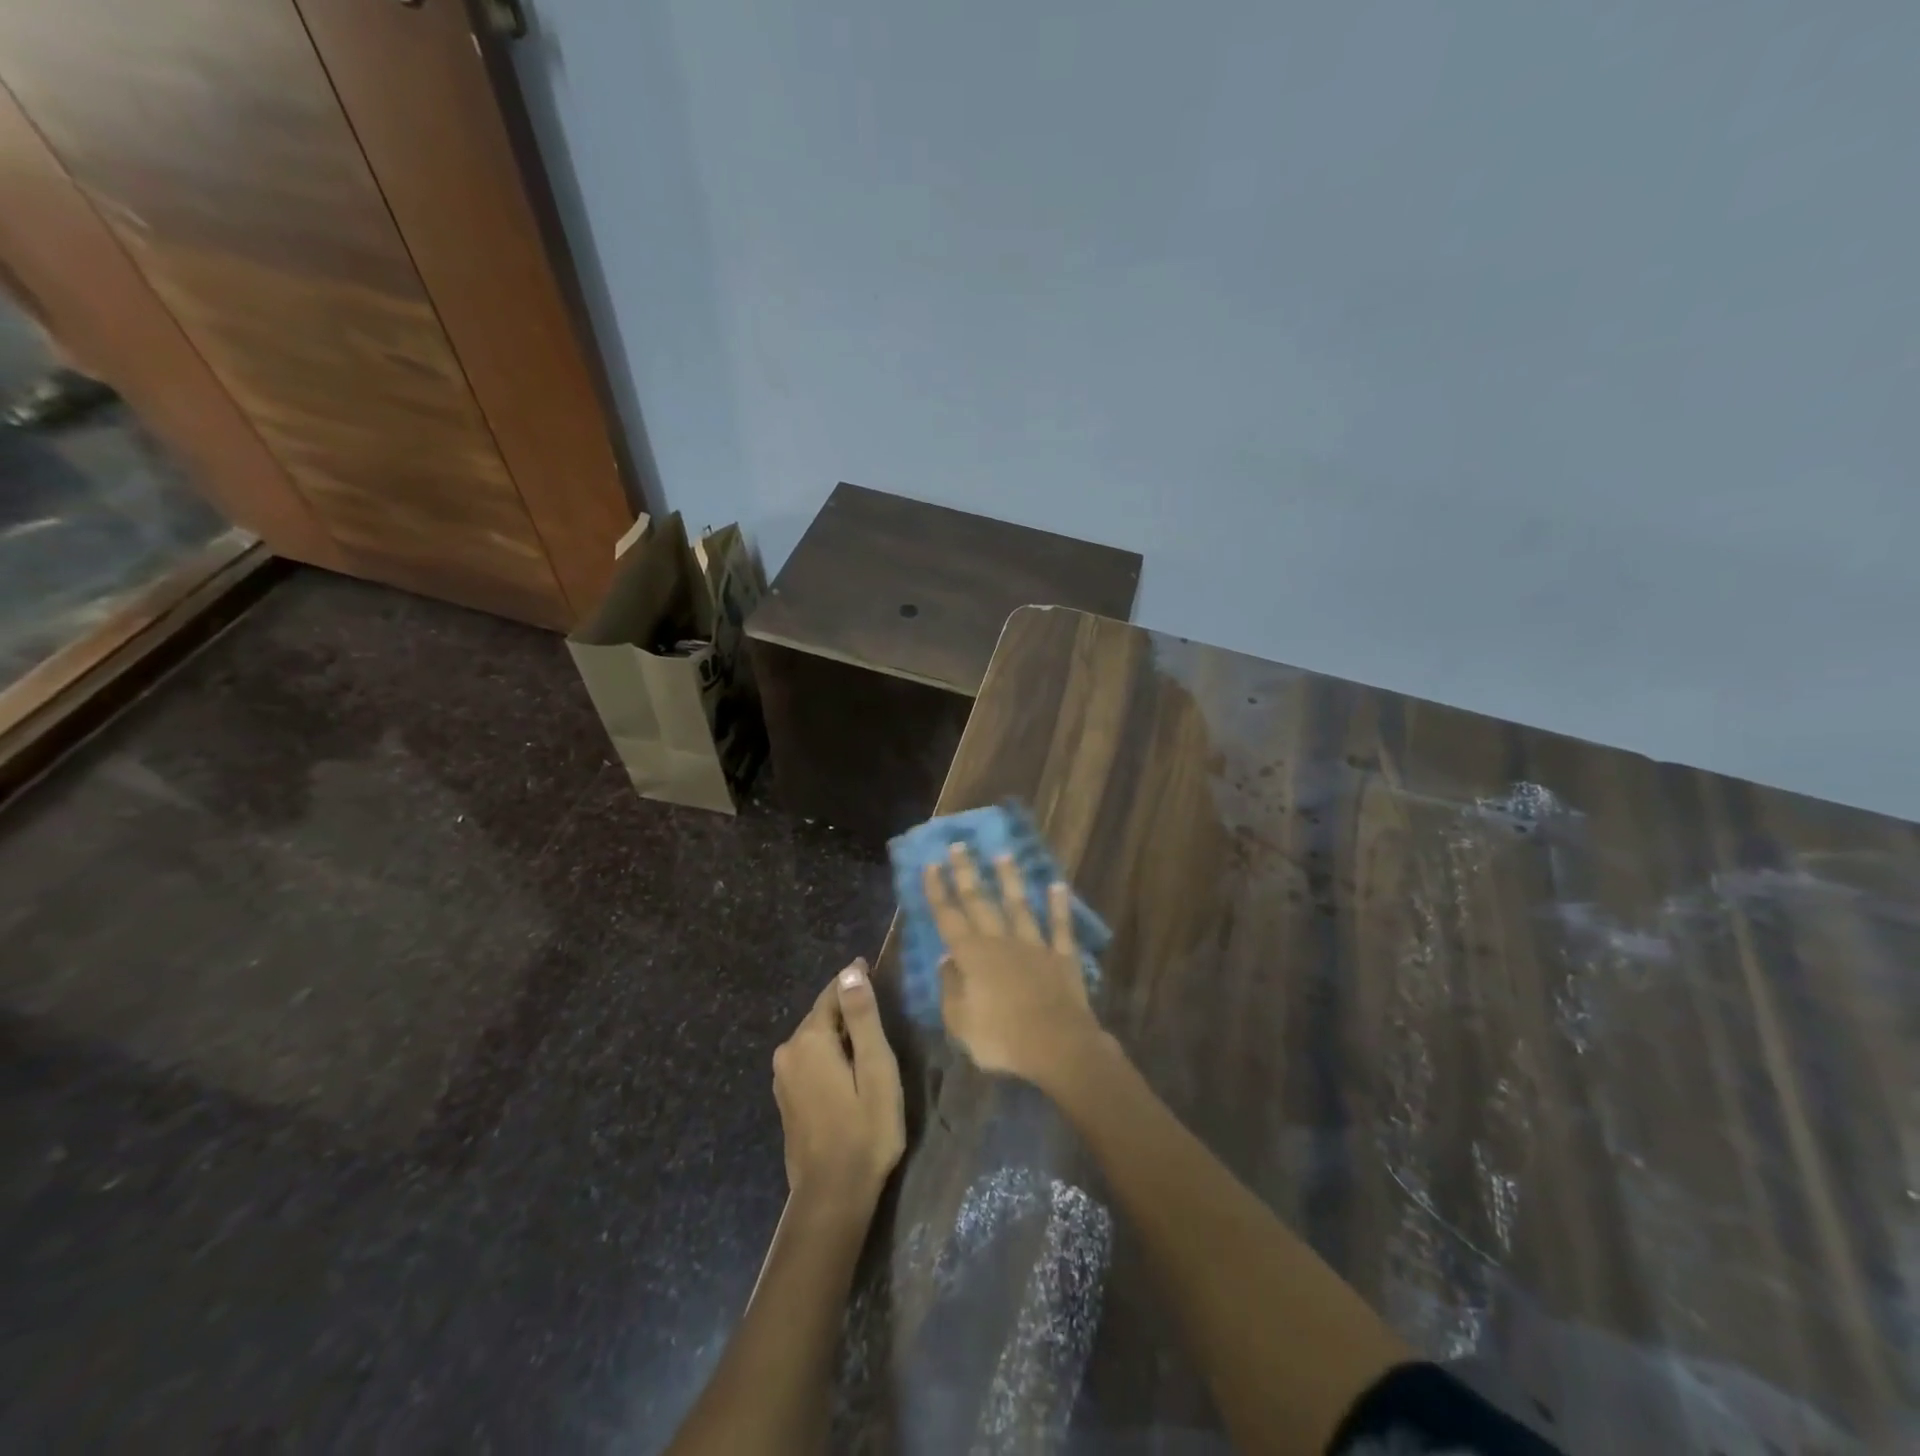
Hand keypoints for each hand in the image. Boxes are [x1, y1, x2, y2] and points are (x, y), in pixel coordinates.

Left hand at [771, 960, 905, 1215]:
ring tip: (867, 1037)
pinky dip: (829, 1055)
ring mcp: (783, 1077)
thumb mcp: (875, 1068)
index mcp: (809, 1040)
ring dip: (839, 1033)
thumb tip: (851, 971)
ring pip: (815, 1039)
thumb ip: (862, 1017)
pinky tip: (849, 1069)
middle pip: (822, 1015)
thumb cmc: (865, 1129)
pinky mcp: (786, 1099)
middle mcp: (788, 1052)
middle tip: (878, 1005)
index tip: (872, 968)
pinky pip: (810, 1060)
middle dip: (847, 1008)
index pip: (833, 994)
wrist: (832, 1196)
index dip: (854, 981)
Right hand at [924, 845, 1103, 1085]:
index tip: (931, 864)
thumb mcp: (960, 1022)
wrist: (1057, 1046)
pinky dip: (1058, 906)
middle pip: (980, 902)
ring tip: (1003, 855)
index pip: (949, 916)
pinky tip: (1057, 886)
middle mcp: (1001, 942)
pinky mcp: (1062, 957)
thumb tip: (945, 960)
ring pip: (1019, 906)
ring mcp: (1034, 946)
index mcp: (972, 956)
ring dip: (1009, 880)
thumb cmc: (1001, 1039)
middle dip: (967, 873)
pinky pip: (1059, 926)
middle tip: (959, 846)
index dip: (938, 890)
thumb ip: (950, 988)